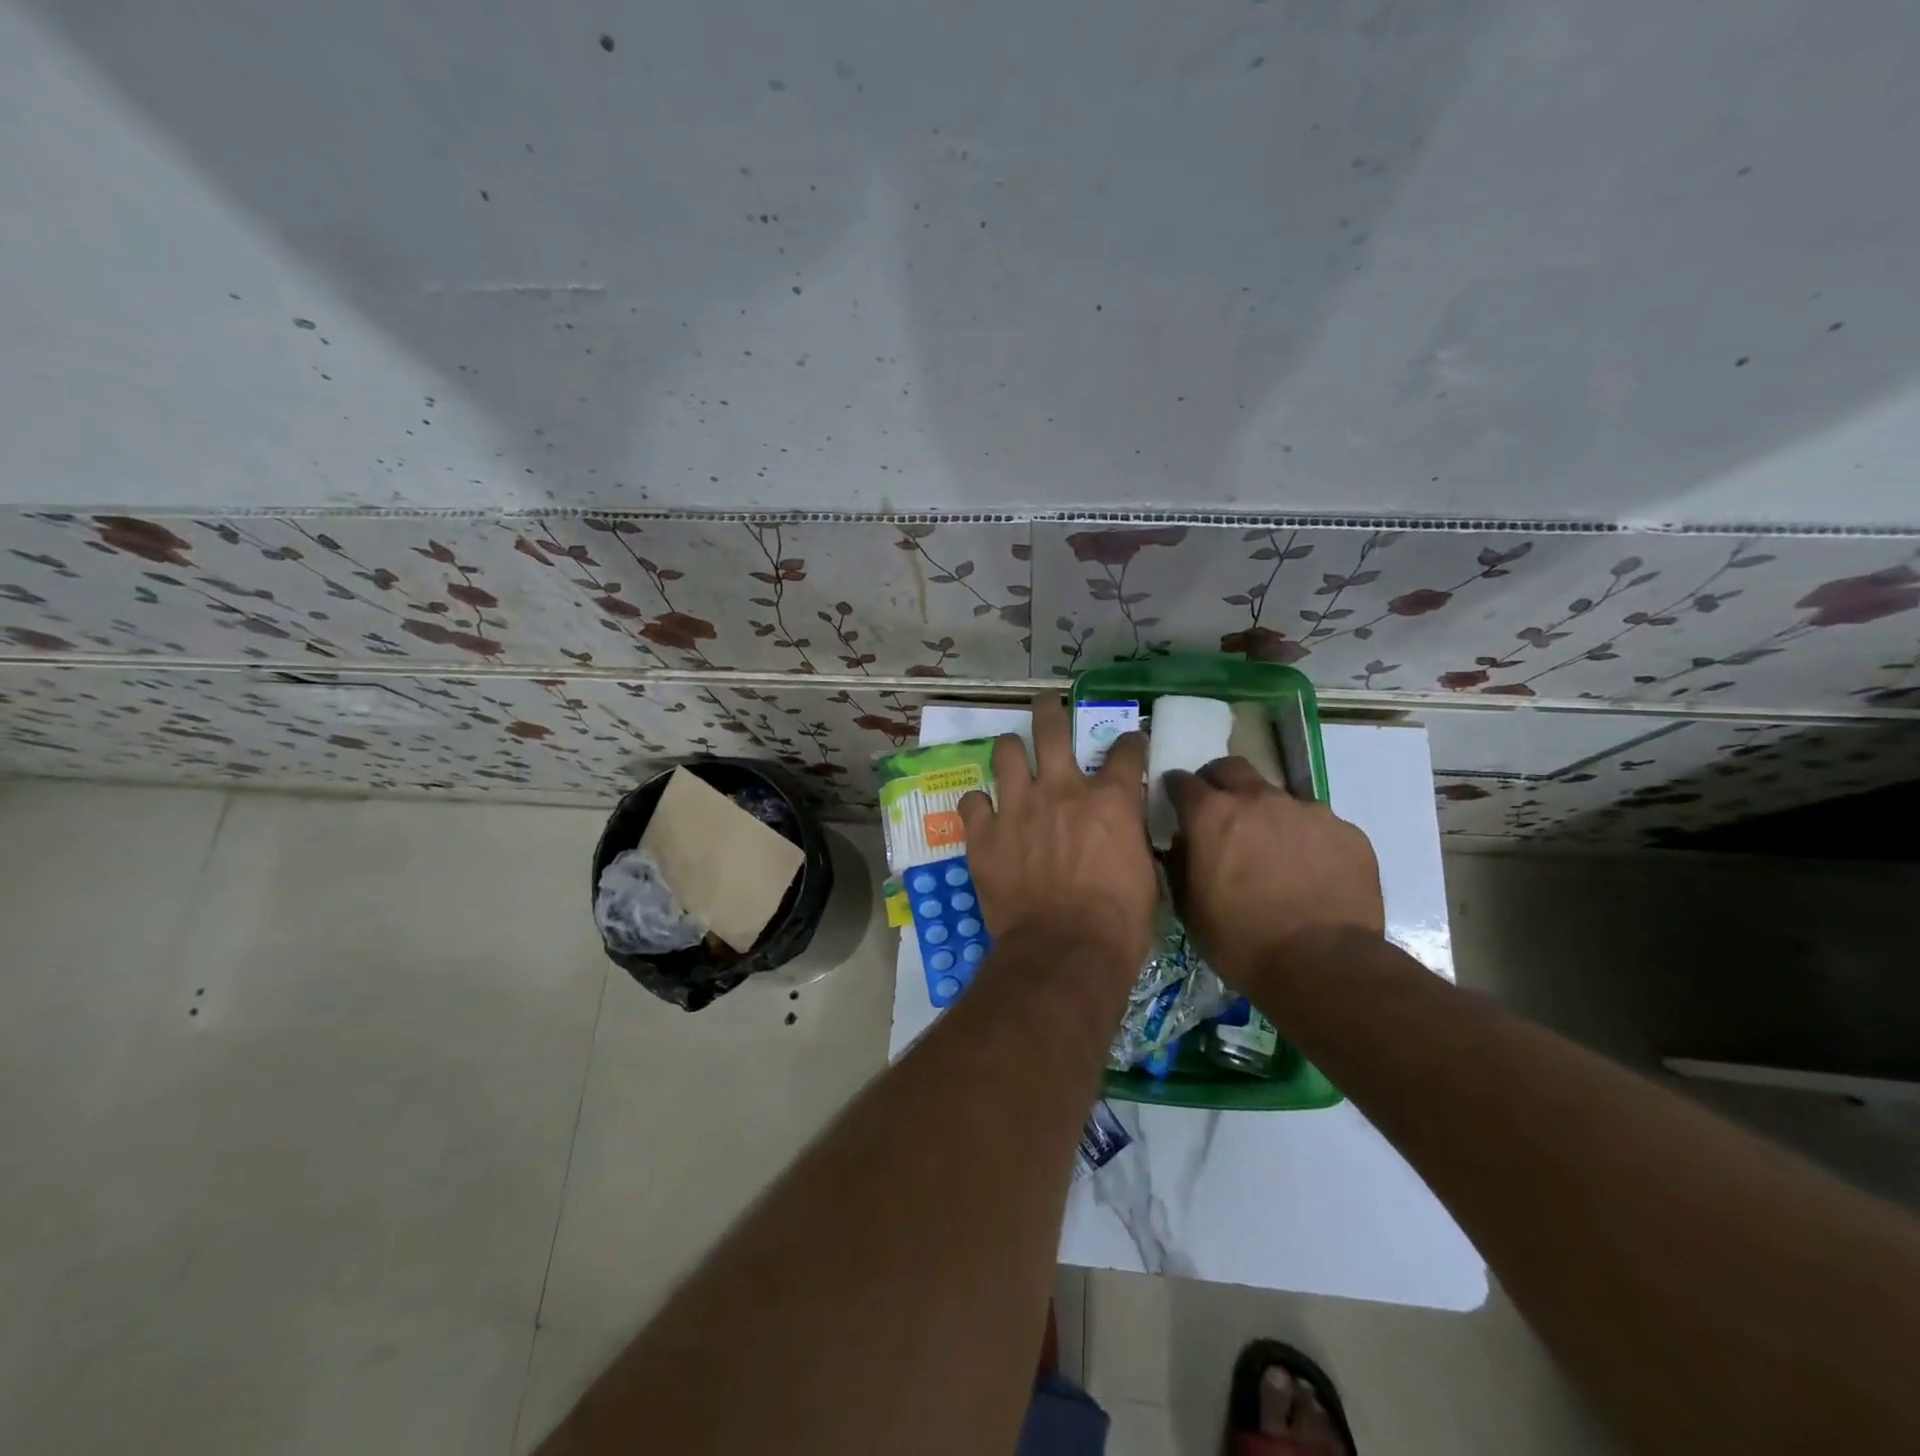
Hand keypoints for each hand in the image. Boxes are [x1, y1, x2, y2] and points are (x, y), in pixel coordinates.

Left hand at [957, 695, 1154, 976]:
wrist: (1064, 951)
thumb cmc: (1118, 923)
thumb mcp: (1146, 876)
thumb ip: (1132, 841)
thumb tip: (1126, 835)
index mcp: (1110, 800)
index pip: (1126, 750)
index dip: (1130, 742)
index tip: (1129, 743)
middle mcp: (1061, 790)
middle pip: (1051, 727)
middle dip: (1050, 709)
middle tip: (1047, 703)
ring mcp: (1017, 807)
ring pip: (1006, 752)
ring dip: (1010, 750)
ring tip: (1011, 753)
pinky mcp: (983, 833)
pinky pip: (972, 802)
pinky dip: (979, 805)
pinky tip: (983, 813)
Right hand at [1164, 758, 1383, 981]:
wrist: (1324, 966)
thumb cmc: (1241, 941)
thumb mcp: (1189, 907)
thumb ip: (1180, 862)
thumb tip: (1184, 843)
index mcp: (1212, 815)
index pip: (1182, 781)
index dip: (1176, 790)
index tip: (1176, 803)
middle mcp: (1259, 800)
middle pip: (1232, 768)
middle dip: (1219, 781)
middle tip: (1219, 811)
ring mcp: (1307, 812)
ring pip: (1278, 797)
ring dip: (1266, 813)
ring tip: (1272, 851)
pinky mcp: (1347, 831)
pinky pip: (1317, 824)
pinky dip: (1305, 838)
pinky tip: (1309, 871)